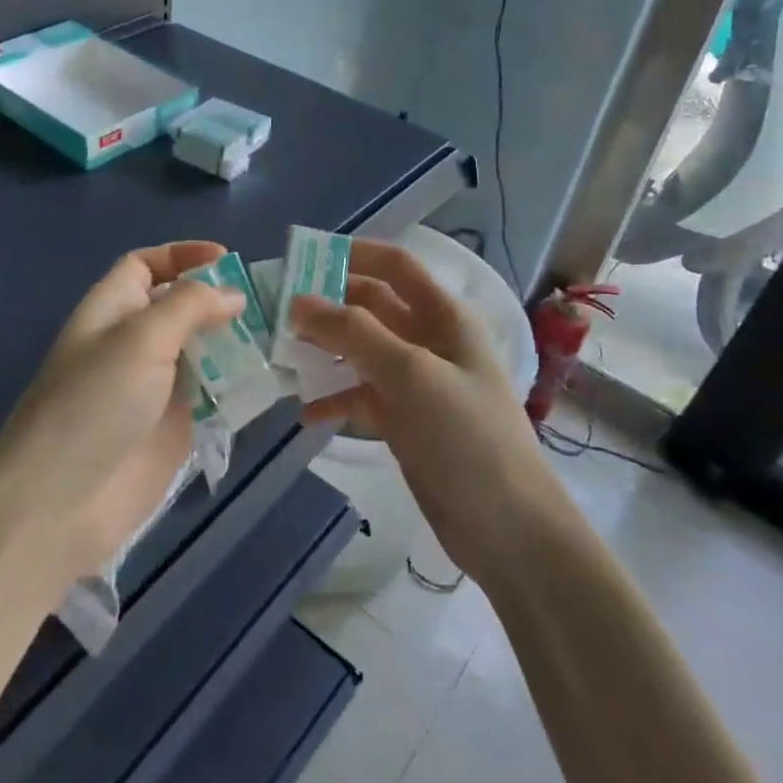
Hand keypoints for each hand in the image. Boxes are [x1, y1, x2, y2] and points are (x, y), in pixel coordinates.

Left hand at [0, 241, 242, 583]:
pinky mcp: (176, 425)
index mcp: (114, 309)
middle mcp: (135, 342)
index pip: (146, 265)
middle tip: (272, 301)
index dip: (182, 255)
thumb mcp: (140, 338)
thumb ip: (190, 306)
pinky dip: (240, 382)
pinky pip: (214, 393)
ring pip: (204, 349)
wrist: (62, 502)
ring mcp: (157, 386)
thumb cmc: (95, 402)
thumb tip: (233, 295)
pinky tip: (274, 377)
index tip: (227, 259)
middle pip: (182, 306)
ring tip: (283, 335)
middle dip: (221, 298)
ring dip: (237, 340)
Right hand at [292, 239, 551, 579]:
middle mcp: (429, 340)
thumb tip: (298, 301)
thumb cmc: (464, 436)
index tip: (302, 258)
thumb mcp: (409, 374)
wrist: (506, 528)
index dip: (353, 254)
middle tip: (276, 312)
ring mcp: (416, 382)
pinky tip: (306, 413)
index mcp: (443, 316)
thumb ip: (353, 333)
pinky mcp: (405, 420)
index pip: (395, 265)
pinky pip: (362, 395)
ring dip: (325, 351)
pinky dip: (335, 399)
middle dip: (328, 305)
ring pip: (361, 351)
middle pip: (372, 306)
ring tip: (281, 356)